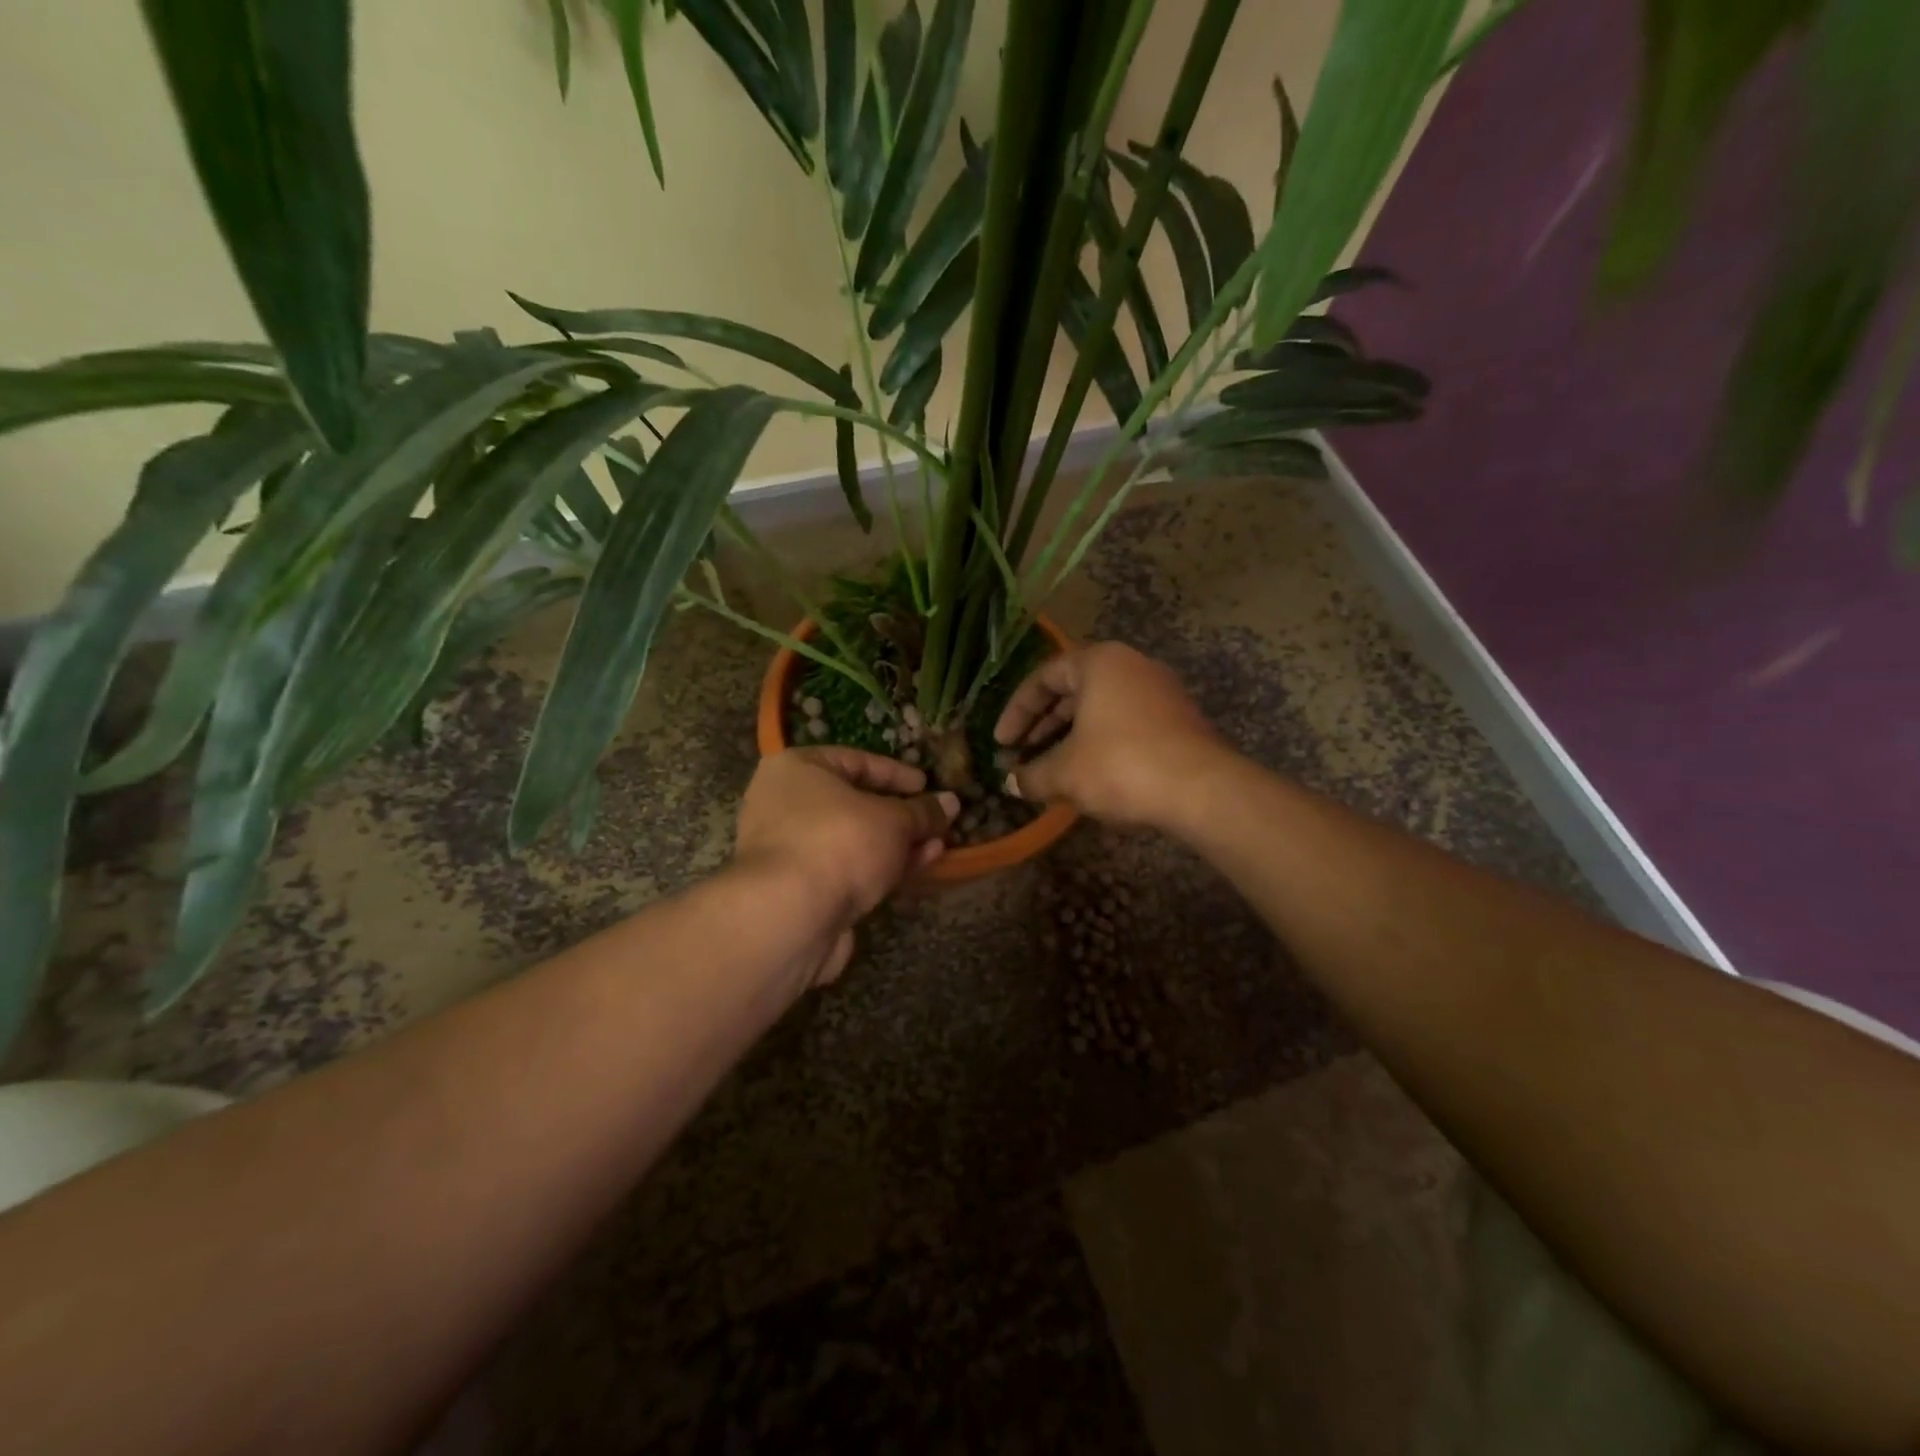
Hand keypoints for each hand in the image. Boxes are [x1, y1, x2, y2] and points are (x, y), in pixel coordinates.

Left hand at [734, 748, 958, 983]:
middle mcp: (785, 805)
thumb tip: (951, 802)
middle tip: (935, 820)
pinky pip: (848, 870)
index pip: (855, 760)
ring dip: (897, 844)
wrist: (791, 917)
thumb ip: (923, 811)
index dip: (895, 773)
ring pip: (854, 841)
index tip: (926, 785)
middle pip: (854, 804)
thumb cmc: (839, 842)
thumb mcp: (893, 820)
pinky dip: (881, 868)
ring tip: (938, 846)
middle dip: (900, 815)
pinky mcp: (801, 890)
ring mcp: (791, 850)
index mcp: (796, 770)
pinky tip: (918, 868)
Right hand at [994, 642, 1225, 827]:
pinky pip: (1125, 723)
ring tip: (1049, 770)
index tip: (1000, 743)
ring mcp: (1159, 691)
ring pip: (1100, 709)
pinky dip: (1099, 744)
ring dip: (1069, 738)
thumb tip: (1011, 782)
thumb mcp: (1065, 773)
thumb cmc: (1121, 766)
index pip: (1043, 678)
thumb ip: (1031, 775)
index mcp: (1099, 662)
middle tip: (1020, 756)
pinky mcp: (1177, 719)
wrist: (1202, 789)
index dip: (1016, 712)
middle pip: (1073, 691)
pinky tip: (1088, 776)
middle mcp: (1131, 666)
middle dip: (1042, 727)